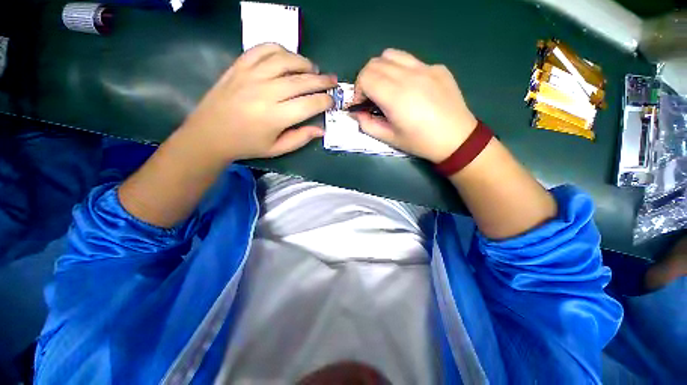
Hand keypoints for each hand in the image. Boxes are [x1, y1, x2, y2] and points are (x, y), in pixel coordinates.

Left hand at [181, 43, 336, 160]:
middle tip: (333, 81)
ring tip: (313, 69)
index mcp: (275, 117)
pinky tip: (288, 57)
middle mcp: (266, 92)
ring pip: (285, 60)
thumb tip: (321, 129)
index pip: (309, 104)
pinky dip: (280, 49)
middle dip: (322, 80)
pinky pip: (263, 49)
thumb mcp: (277, 149)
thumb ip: (300, 138)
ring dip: (304, 63)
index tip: (332, 100)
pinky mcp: (240, 66)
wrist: (210, 134)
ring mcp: (251, 75)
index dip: (325, 101)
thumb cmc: (247, 145)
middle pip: (301, 81)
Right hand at [352, 49, 476, 162]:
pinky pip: (411, 61)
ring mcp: (426, 68)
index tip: (361, 104)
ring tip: (386, 87)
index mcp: (395, 96)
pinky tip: (409, 88)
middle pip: (375, 63)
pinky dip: (401, 70)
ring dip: (381, 70)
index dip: (357, 90)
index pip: (365, 77)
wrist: (456, 139)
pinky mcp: (437, 67)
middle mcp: (409, 75)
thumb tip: (356, 114)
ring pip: (392, 55)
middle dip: (366, 79)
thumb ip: (368, 125)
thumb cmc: (420, 142)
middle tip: (370, 97)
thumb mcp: (390, 139)